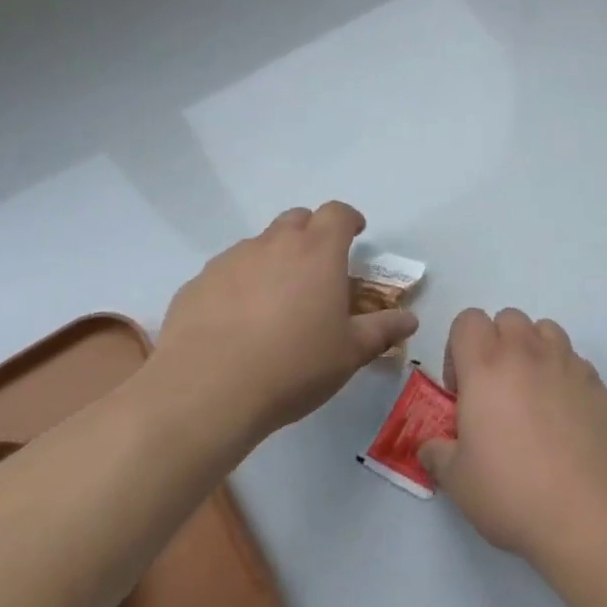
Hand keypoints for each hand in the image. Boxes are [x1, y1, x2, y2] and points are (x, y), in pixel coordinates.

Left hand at [145, 203, 417, 452]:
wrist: (205, 393)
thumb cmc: (293, 367)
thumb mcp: (349, 354)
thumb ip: (382, 330)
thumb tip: (409, 320)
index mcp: (318, 251)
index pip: (338, 213)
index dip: (349, 219)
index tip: (356, 234)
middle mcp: (274, 243)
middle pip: (297, 219)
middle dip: (311, 233)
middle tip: (317, 267)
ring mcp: (231, 260)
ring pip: (259, 244)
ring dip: (273, 258)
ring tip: (275, 299)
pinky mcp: (196, 284)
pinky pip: (225, 272)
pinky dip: (237, 284)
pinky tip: (235, 321)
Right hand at [420, 308, 606, 572]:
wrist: (592, 512)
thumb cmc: (514, 493)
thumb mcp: (459, 482)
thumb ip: (439, 454)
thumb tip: (431, 446)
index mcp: (487, 366)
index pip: (468, 320)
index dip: (458, 348)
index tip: (462, 390)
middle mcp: (527, 352)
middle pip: (508, 318)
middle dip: (496, 345)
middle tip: (496, 392)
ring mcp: (567, 362)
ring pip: (545, 330)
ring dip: (532, 351)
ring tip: (532, 397)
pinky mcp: (597, 381)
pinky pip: (573, 360)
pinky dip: (562, 375)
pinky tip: (564, 418)